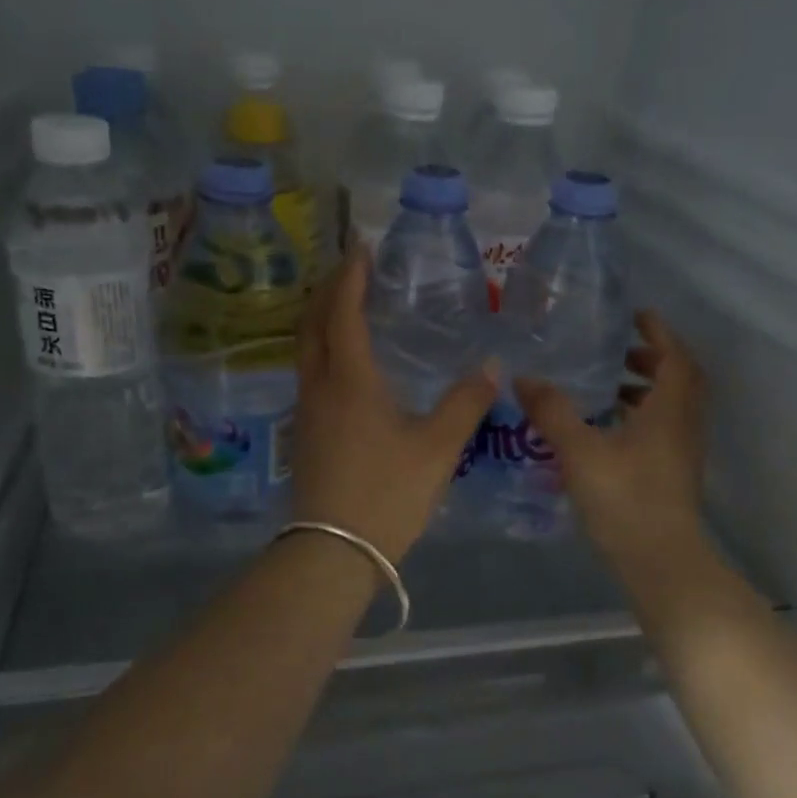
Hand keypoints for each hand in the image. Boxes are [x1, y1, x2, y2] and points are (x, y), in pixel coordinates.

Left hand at [291, 250, 496, 563]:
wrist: (333, 551)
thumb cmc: (386, 492)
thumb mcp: (437, 448)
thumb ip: (465, 403)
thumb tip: (492, 367)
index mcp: (349, 379)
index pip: (343, 311)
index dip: (351, 276)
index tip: (361, 246)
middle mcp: (319, 385)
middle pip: (313, 322)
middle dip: (329, 288)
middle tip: (352, 267)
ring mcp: (306, 410)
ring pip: (305, 347)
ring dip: (321, 317)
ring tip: (347, 305)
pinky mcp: (304, 433)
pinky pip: (308, 372)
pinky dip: (322, 347)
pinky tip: (345, 362)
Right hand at [515, 310, 709, 569]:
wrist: (661, 562)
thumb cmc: (625, 498)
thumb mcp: (580, 451)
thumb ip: (552, 412)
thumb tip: (523, 378)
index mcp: (670, 410)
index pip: (675, 357)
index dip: (659, 332)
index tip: (636, 316)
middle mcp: (683, 425)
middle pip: (679, 379)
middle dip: (652, 359)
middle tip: (618, 351)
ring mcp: (682, 452)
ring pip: (671, 407)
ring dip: (646, 389)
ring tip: (606, 387)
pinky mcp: (673, 474)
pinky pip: (663, 429)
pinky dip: (641, 416)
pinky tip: (606, 429)